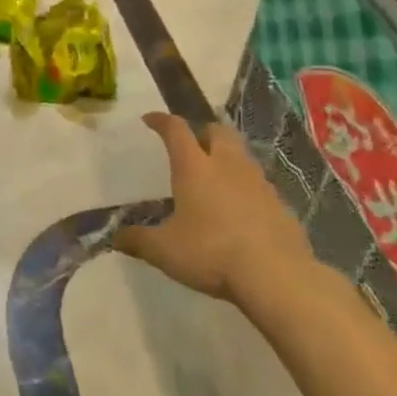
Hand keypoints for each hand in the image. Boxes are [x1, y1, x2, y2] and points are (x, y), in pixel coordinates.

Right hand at [114, 112, 319, 315]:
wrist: (277, 276)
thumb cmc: (212, 253)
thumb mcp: (164, 251)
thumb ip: (138, 241)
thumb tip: (114, 237)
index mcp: (195, 168)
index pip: (176, 130)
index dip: (161, 121)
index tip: (150, 119)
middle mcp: (228, 165)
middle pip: (217, 131)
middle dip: (203, 132)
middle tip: (192, 146)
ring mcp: (259, 183)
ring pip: (242, 156)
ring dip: (227, 159)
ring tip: (215, 179)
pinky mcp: (281, 205)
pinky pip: (260, 186)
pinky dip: (247, 189)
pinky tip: (241, 212)